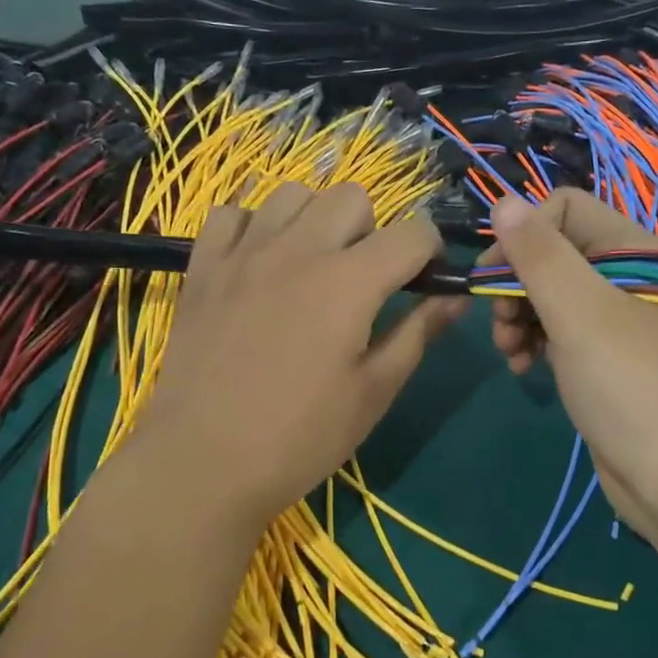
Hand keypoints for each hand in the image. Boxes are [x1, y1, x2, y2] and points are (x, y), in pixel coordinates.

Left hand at [127, 182, 464, 532]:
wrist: (201, 463)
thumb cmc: (300, 437)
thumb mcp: (373, 393)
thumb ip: (418, 334)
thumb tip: (455, 297)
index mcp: (349, 282)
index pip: (412, 233)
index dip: (430, 252)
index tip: (423, 281)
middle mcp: (298, 249)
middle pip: (353, 197)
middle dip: (372, 229)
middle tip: (363, 280)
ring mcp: (244, 252)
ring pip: (293, 194)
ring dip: (315, 220)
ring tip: (310, 267)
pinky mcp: (202, 266)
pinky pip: (233, 213)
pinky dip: (253, 227)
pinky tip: (258, 264)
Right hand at [481, 190, 657, 549]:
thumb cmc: (630, 386)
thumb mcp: (579, 313)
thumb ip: (539, 255)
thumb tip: (502, 201)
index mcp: (631, 250)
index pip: (563, 208)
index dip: (524, 235)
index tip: (496, 277)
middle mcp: (625, 277)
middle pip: (552, 253)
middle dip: (516, 283)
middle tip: (500, 324)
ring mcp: (616, 320)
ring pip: (550, 294)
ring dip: (519, 316)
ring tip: (510, 352)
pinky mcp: (605, 358)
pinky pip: (560, 331)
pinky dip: (535, 342)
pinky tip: (522, 367)